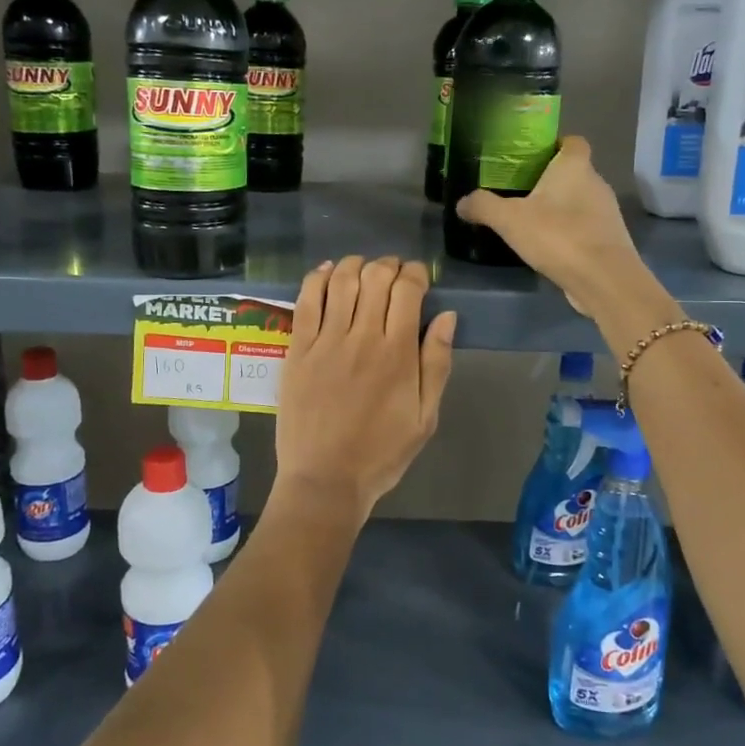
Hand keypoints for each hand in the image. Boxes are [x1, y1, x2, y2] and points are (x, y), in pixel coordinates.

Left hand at [275, 256, 455, 515]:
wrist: (325, 480)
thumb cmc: (382, 453)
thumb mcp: (426, 417)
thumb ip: (437, 363)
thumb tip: (447, 317)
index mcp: (398, 353)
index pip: (407, 290)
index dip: (416, 273)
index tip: (419, 278)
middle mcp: (362, 337)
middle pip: (375, 277)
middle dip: (388, 265)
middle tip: (393, 274)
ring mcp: (325, 341)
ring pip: (341, 281)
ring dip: (355, 265)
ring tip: (363, 269)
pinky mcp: (297, 350)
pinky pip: (305, 300)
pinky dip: (317, 278)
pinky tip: (327, 272)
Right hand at [455, 137, 653, 321]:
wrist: (604, 280)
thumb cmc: (558, 236)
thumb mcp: (509, 220)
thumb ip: (483, 206)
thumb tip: (462, 202)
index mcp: (575, 167)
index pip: (573, 142)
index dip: (554, 145)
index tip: (531, 158)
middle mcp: (596, 183)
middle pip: (574, 172)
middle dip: (550, 180)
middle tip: (520, 192)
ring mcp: (607, 213)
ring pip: (580, 201)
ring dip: (560, 208)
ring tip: (531, 221)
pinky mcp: (609, 240)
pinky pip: (585, 227)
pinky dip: (569, 232)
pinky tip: (549, 247)